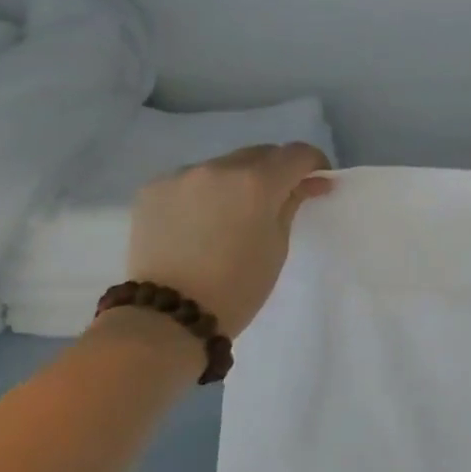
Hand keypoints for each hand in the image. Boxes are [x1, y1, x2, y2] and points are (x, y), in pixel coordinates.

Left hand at [125, 143, 333, 336]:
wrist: (168, 317)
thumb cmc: (237, 287)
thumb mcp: (277, 246)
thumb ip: (291, 204)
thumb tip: (308, 183)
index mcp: (257, 183)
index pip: (296, 154)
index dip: (313, 164)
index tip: (316, 181)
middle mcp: (219, 167)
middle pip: (259, 154)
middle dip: (275, 170)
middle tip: (278, 198)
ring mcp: (182, 175)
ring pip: (223, 165)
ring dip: (237, 180)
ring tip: (232, 213)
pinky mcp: (154, 188)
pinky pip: (191, 179)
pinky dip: (203, 192)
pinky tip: (199, 221)